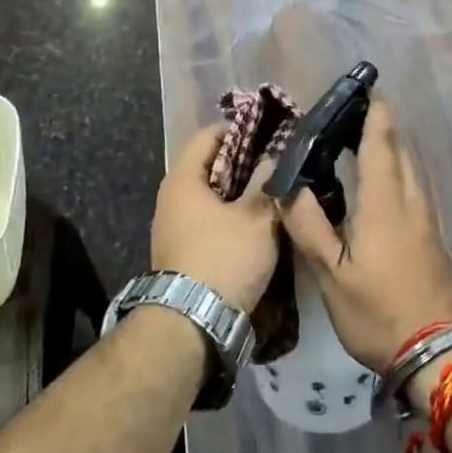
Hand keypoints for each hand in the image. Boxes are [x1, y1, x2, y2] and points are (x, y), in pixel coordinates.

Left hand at [151, 125, 279, 312]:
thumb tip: (275, 156)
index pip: (209, 135)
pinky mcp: (183, 251)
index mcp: (182, 179)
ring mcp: (173, 226)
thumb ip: (267, 183)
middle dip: (244, 161)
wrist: (192, 323)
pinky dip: (231, 214)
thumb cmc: (223, 258)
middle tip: (279, 160)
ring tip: (274, 190)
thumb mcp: (255, 218)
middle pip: (210, 166)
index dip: (240, 129)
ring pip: (212, 195)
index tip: (271, 131)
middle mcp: (171, 197)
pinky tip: (258, 221)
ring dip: (240, 191)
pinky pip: (210, 219)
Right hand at [276, 100, 451, 370]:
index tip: (364, 88)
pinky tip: (378, 182)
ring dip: (390, 147)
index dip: (374, 114)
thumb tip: (289, 187)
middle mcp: (410, 203)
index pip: (381, 145)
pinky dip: (396, 170)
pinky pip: (413, 187)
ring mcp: (426, 221)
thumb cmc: (379, 313)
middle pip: (401, 150)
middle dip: (381, 125)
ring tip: (362, 139)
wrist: (439, 354)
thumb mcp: (332, 276)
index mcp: (385, 205)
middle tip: (353, 111)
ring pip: (410, 169)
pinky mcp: (432, 237)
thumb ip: (310, 228)